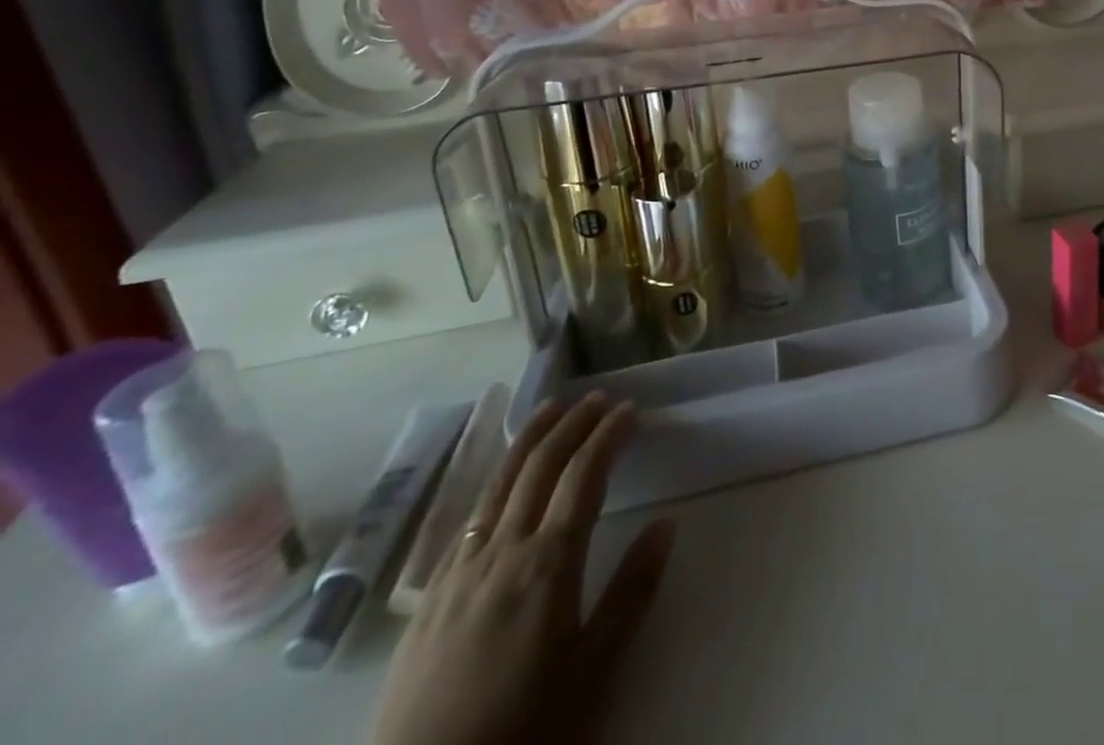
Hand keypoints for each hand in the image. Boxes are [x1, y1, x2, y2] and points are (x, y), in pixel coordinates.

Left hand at [372, 394, 675, 744]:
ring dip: (530, 439)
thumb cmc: (524, 729)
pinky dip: (495, 481)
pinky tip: (502, 481)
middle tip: (598, 398)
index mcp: (548, 564)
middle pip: (539, 466)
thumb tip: (666, 524)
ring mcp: (459, 571)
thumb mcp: (593, 672)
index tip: (630, 409)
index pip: (584, 475)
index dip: (608, 435)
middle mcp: (502, 551)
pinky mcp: (430, 597)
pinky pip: (468, 517)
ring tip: (551, 410)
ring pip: (498, 483)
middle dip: (572, 424)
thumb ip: (631, 593)